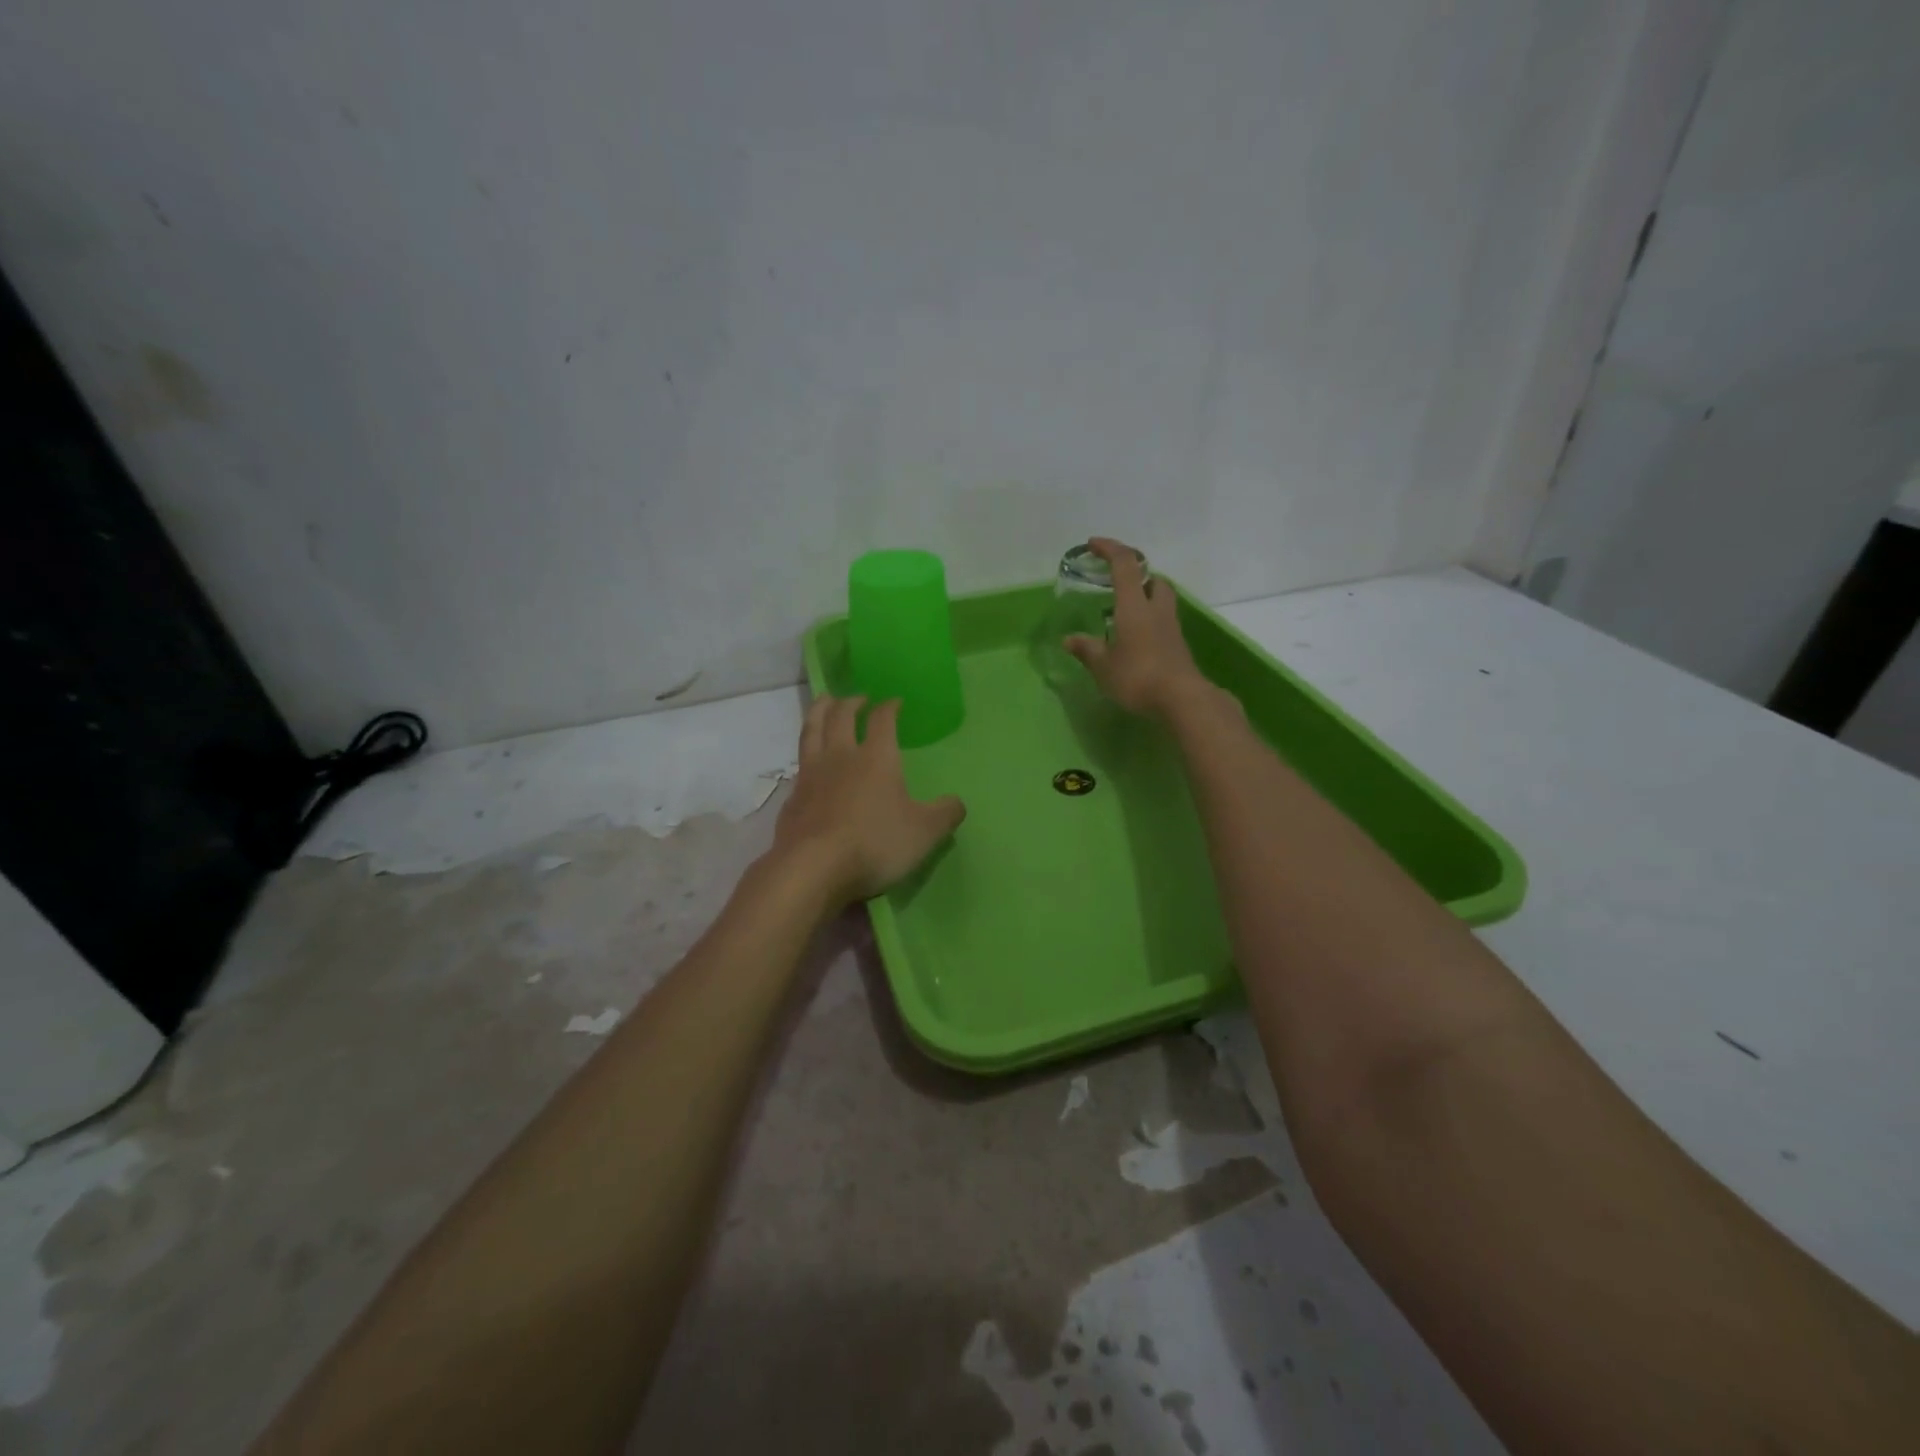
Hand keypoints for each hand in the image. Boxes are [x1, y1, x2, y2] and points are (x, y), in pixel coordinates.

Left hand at [771, 696, 966, 905]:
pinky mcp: (792, 798)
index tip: (895, 702)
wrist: (813, 868)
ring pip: (812, 730)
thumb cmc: (875, 843)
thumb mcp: (924, 832)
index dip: (889, 707)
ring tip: (824, 702)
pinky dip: (806, 755)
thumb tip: (957, 803)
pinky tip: (808, 762)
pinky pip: (799, 765)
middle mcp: (841, 756)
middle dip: (851, 702)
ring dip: (820, 711)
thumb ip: (945, 814)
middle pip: (841, 715)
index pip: (882, 720)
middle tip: (858, 697)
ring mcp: (811, 775)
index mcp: (876, 758)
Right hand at [1064, 537, 1211, 718]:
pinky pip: (1163, 623)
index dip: (1109, 548)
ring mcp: (1171, 628)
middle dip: (1136, 574)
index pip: (1124, 564)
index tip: (1093, 544)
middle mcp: (1156, 609)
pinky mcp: (1178, 646)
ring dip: (1145, 597)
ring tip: (1125, 614)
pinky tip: (1136, 640)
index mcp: (1134, 605)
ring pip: (1162, 599)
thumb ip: (1087, 650)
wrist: (1182, 699)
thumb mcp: (1103, 666)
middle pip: (1153, 578)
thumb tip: (1069, 640)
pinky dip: (1149, 622)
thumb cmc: (1138, 676)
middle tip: (1117, 584)